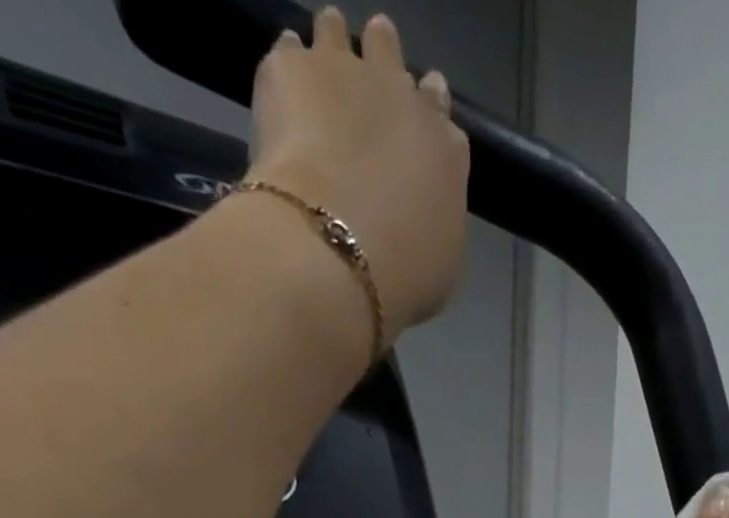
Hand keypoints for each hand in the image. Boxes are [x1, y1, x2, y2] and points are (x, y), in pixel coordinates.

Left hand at [248, 9, 469, 339]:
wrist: (337, 252)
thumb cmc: (403, 274)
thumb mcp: (444, 265)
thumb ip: (438, 222)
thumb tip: (426, 212)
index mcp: (445, 147)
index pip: (439, 107)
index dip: (428, 106)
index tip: (417, 110)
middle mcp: (400, 95)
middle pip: (390, 54)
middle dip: (382, 62)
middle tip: (370, 80)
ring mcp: (344, 72)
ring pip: (336, 32)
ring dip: (332, 42)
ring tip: (321, 67)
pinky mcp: (291, 69)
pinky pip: (288, 51)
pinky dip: (288, 68)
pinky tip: (283, 94)